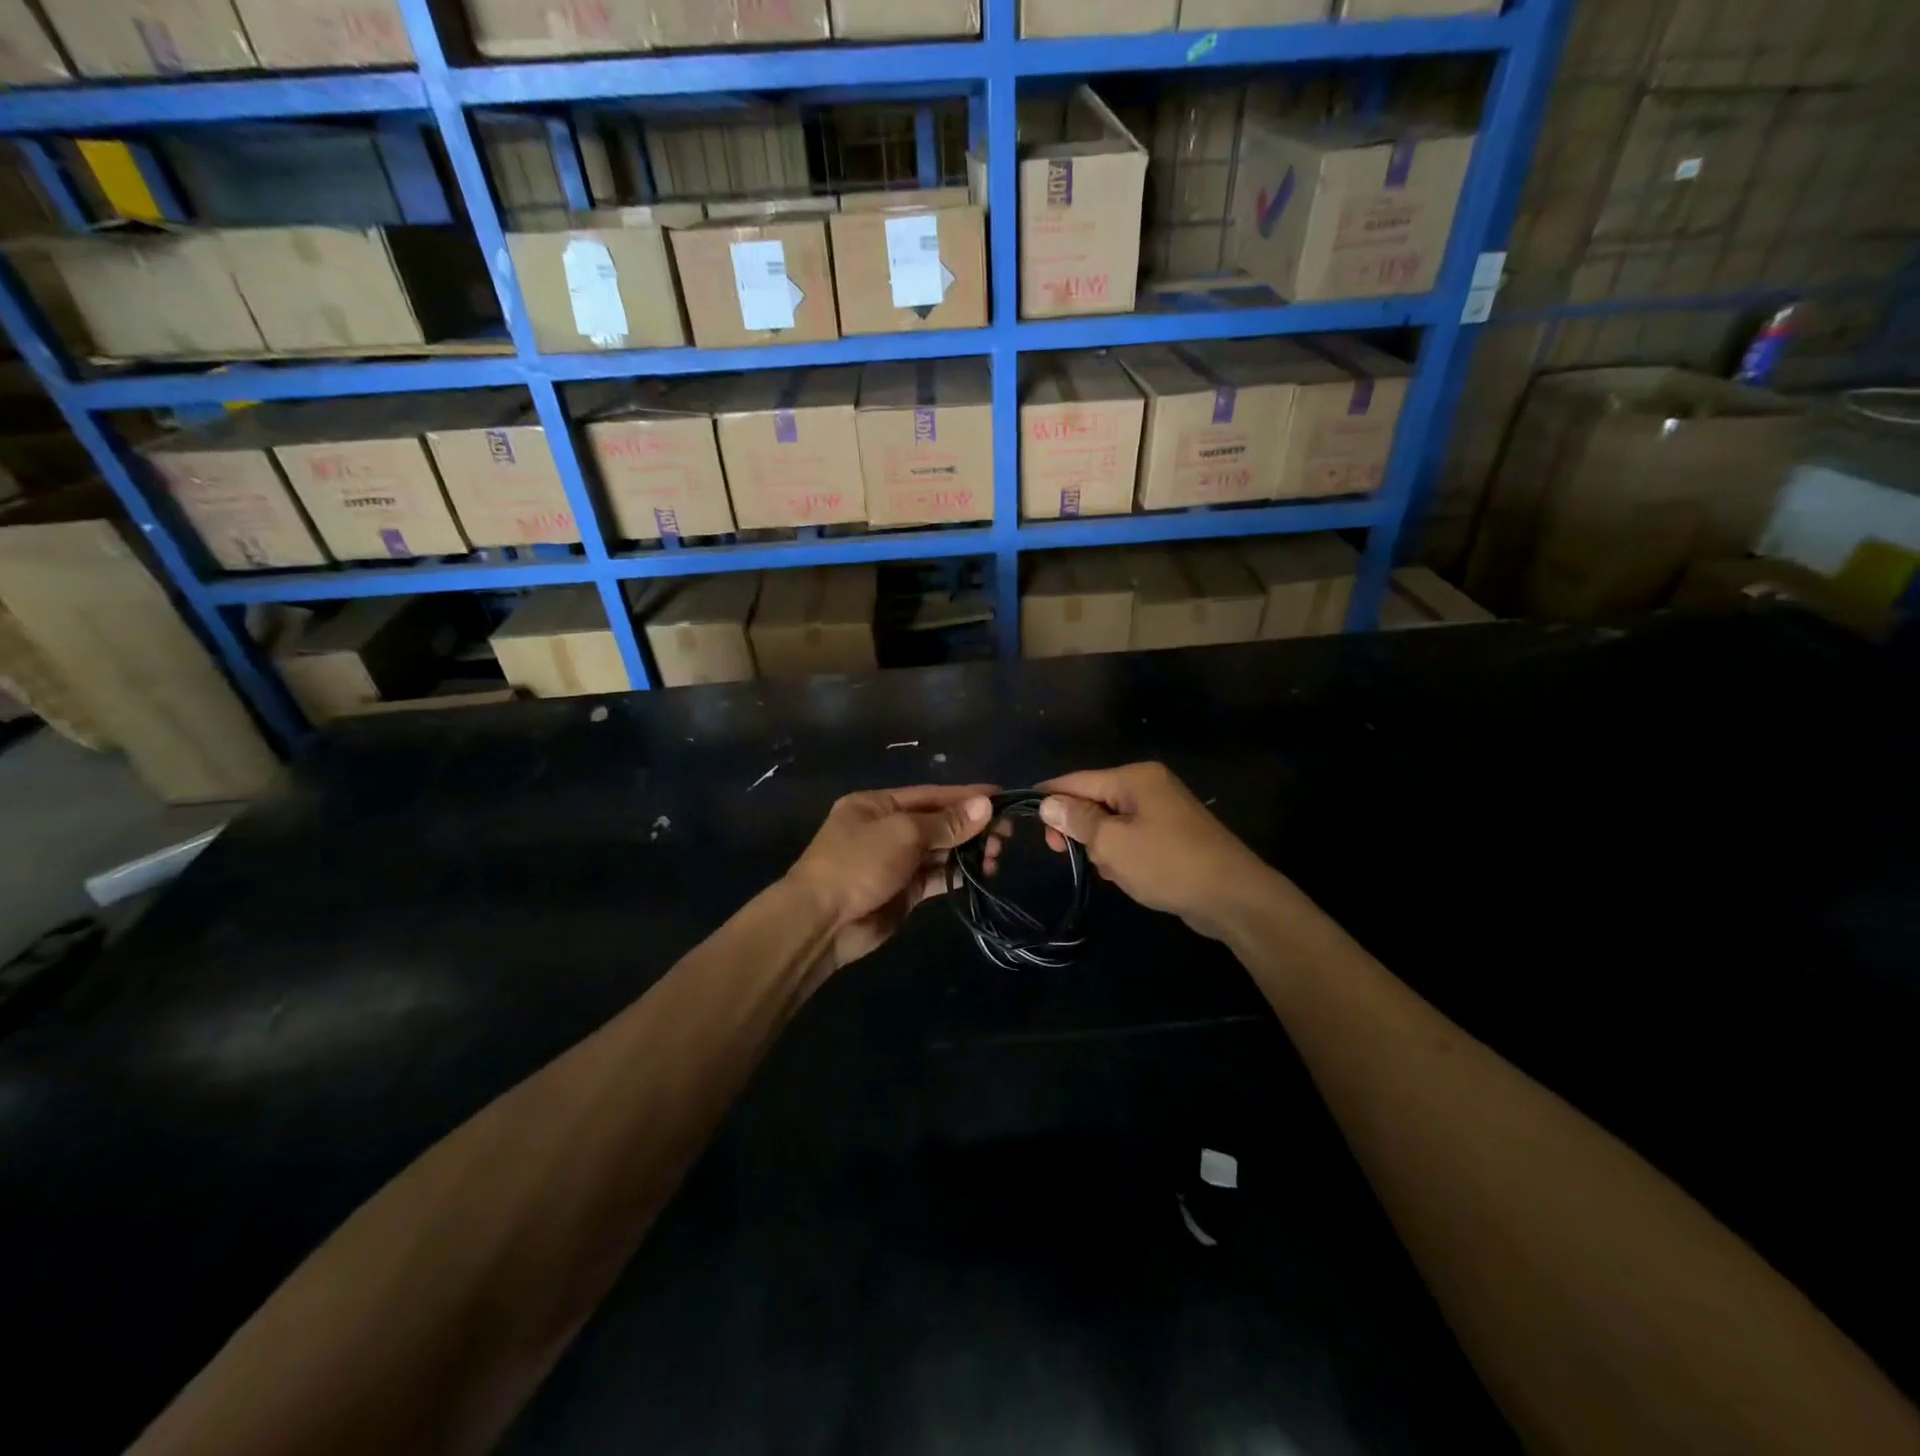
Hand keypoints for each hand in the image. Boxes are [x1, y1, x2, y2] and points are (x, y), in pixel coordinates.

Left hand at [787, 784, 996, 970]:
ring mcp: (895, 861)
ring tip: (997, 856)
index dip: (966, 796)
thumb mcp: (903, 834)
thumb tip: (985, 806)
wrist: (822, 922)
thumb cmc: (858, 863)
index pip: (931, 795)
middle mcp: (886, 829)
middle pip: (938, 822)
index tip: (1001, 798)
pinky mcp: (903, 891)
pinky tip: (981, 873)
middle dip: (971, 827)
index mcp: (878, 805)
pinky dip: (957, 874)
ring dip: (968, 851)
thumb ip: (946, 822)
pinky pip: (936, 876)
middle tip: (1005, 835)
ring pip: (940, 850)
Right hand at [1038, 763, 1283, 939]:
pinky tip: (1122, 876)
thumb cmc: (1167, 864)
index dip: (1049, 796)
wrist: (1233, 897)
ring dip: (1100, 845)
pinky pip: (1132, 836)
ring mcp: (1163, 810)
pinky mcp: (1173, 834)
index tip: (1024, 816)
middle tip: (1059, 852)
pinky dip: (1121, 853)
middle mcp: (1149, 786)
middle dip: (1077, 826)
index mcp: (1134, 778)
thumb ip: (1077, 820)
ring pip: (1112, 821)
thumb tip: (1048, 802)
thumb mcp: (1112, 843)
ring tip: (1104, 869)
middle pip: (1094, 799)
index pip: (1077, 780)